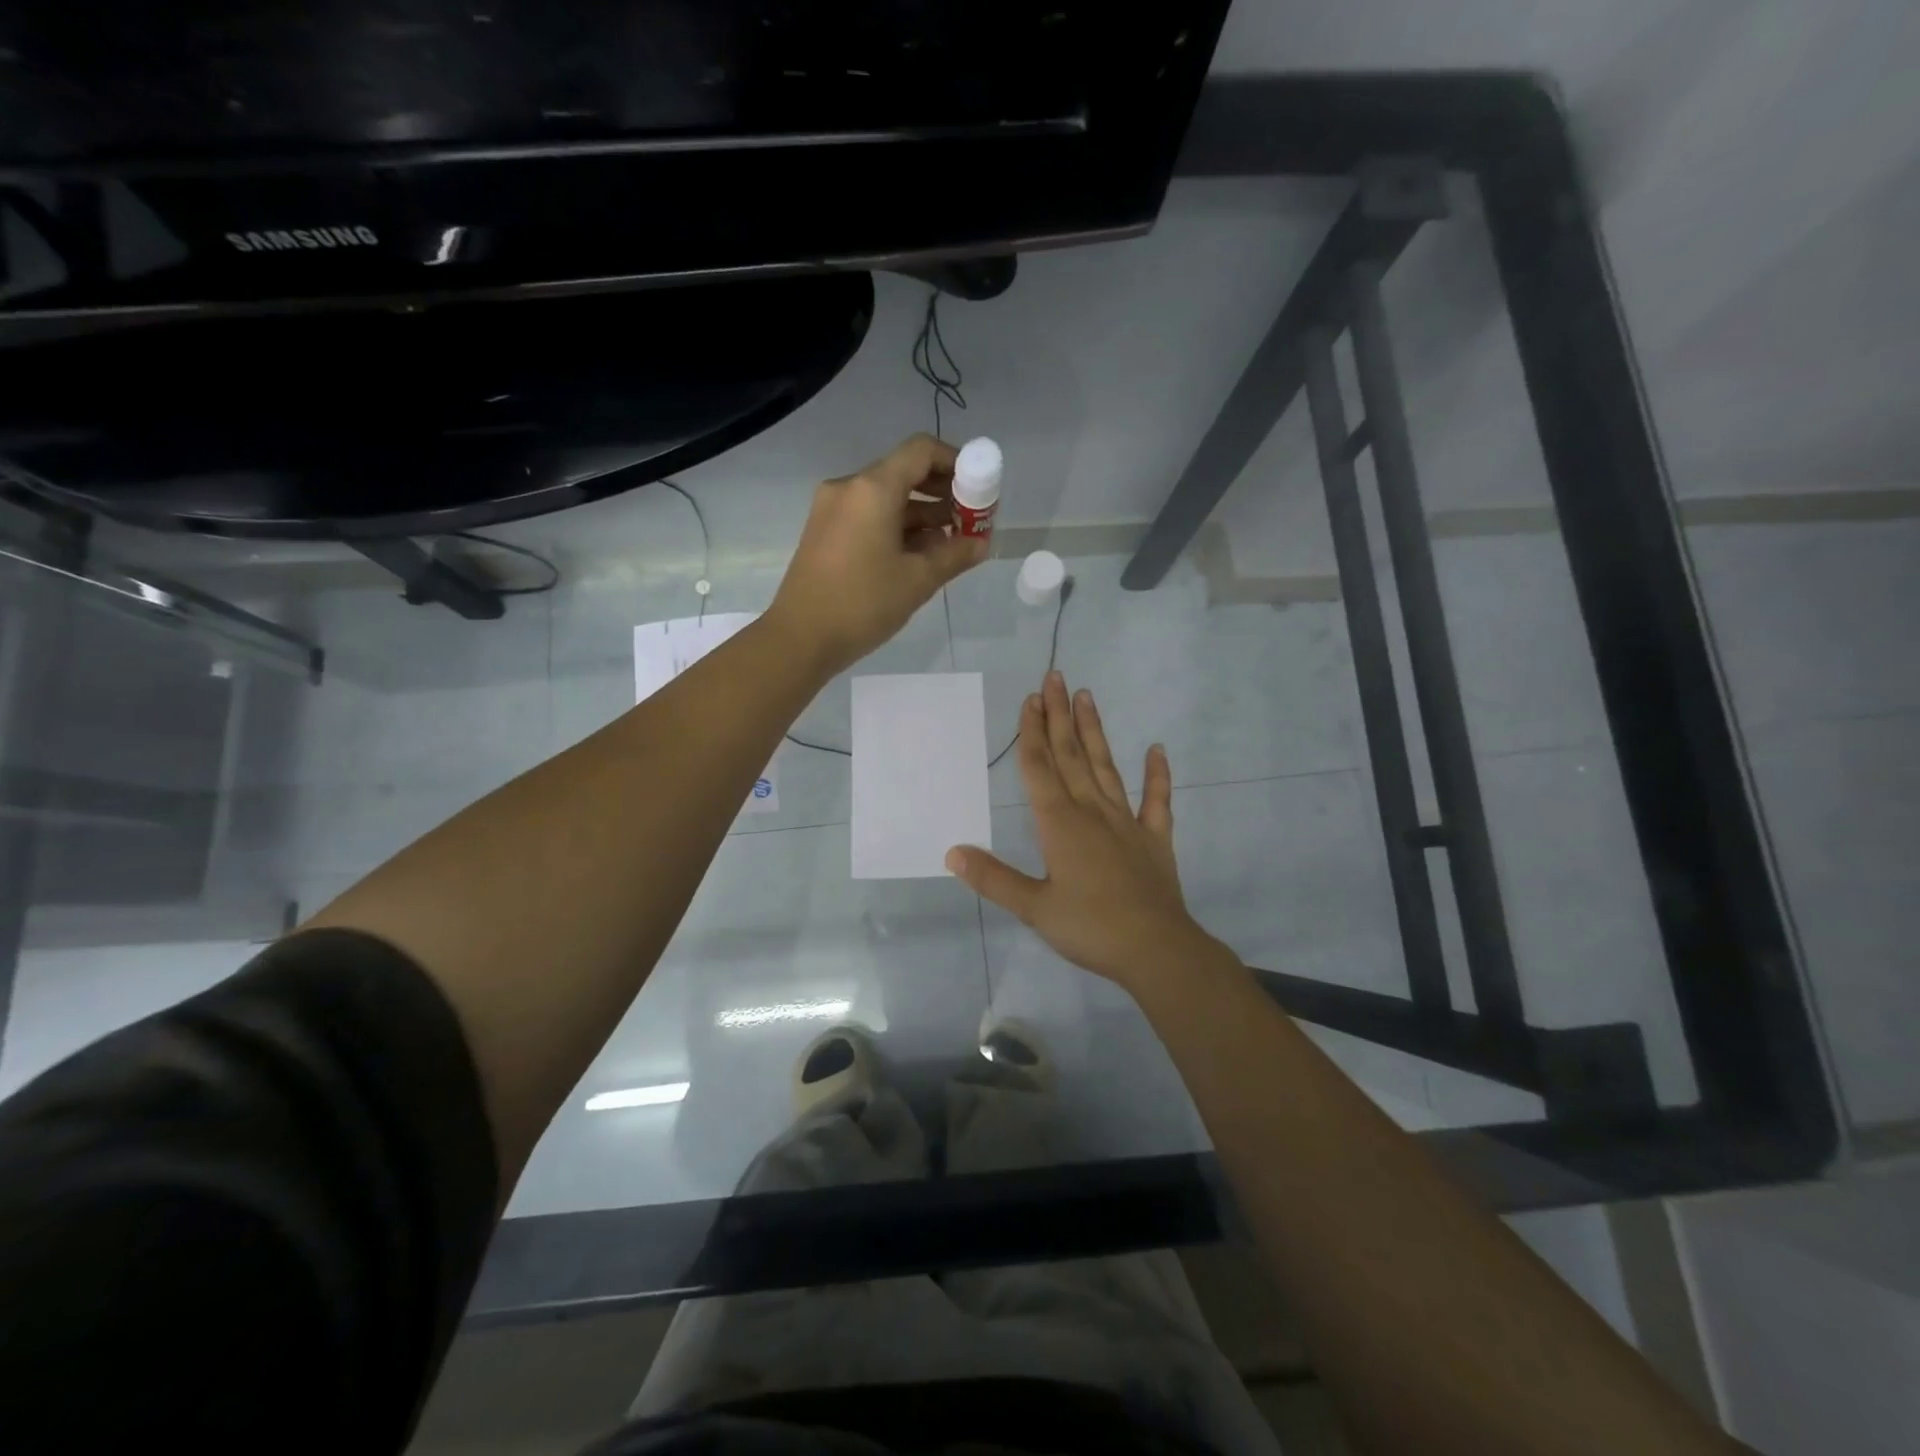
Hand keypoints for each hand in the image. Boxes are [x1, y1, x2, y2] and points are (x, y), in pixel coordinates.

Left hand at [767, 435, 987, 677]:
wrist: (799, 639)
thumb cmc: (862, 604)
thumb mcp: (918, 580)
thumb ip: (954, 555)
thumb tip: (981, 543)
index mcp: (872, 489)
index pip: (921, 451)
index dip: (956, 462)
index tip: (979, 487)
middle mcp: (849, 488)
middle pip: (904, 472)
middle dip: (942, 492)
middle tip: (970, 518)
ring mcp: (832, 510)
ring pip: (886, 498)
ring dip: (921, 514)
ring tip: (952, 542)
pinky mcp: (825, 532)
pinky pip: (869, 516)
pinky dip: (897, 526)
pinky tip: (920, 554)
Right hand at [946, 671, 1224, 993]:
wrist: (1156, 950)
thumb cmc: (1090, 928)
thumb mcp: (1033, 908)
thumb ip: (994, 878)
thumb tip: (953, 852)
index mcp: (1060, 824)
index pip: (1040, 769)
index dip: (1031, 733)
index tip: (1030, 699)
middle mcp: (1092, 812)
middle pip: (1071, 755)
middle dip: (1059, 716)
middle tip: (1055, 677)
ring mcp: (1127, 822)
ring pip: (1106, 768)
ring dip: (1095, 732)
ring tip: (1087, 697)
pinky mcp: (1154, 839)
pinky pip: (1157, 801)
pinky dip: (1157, 775)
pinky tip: (1157, 750)